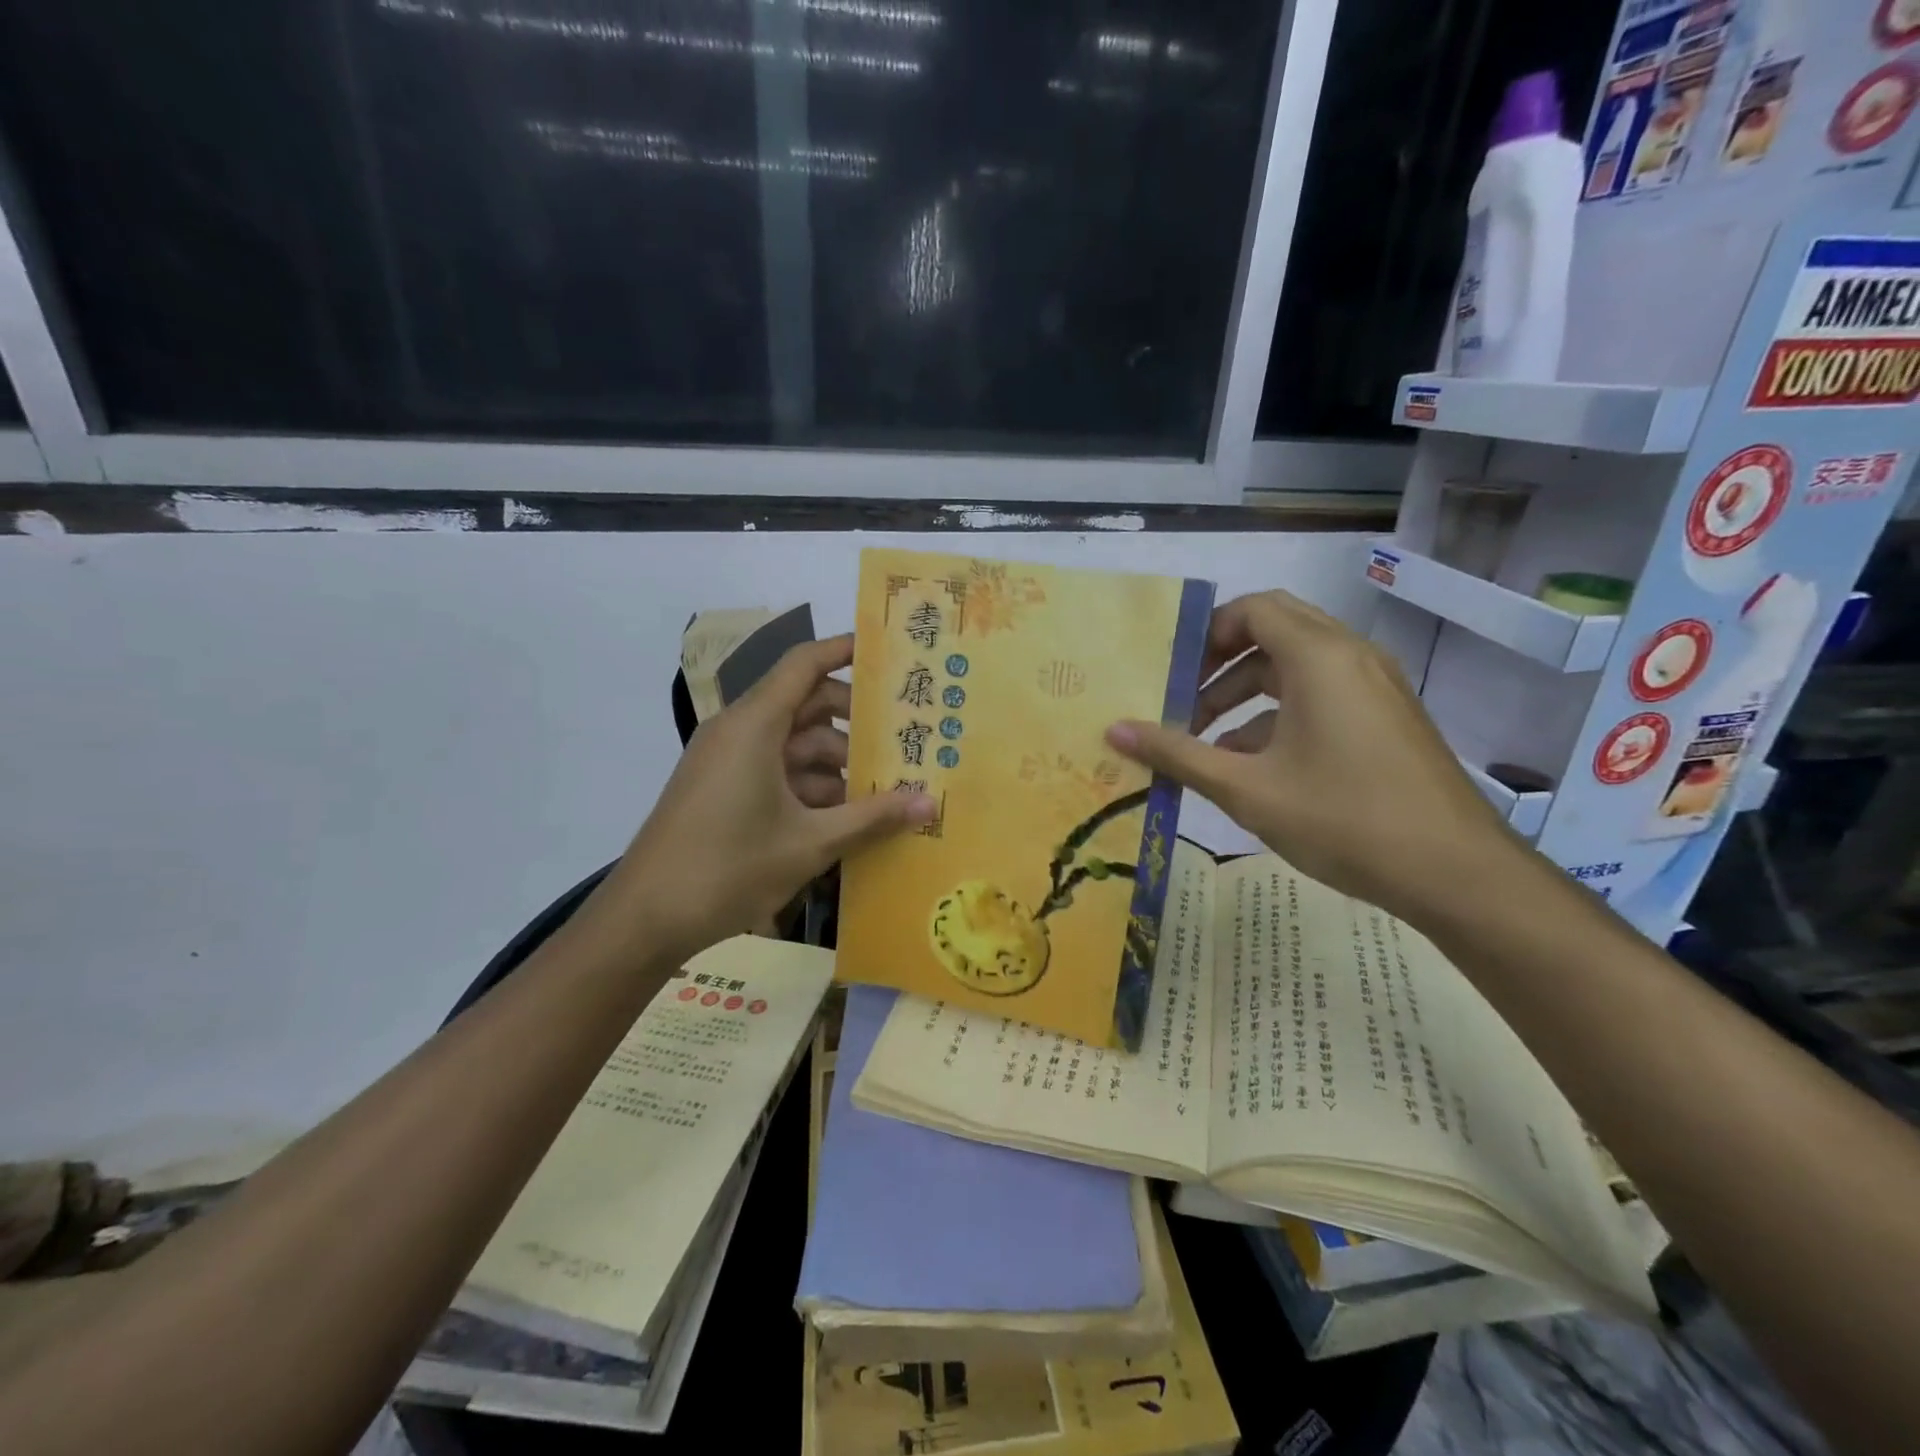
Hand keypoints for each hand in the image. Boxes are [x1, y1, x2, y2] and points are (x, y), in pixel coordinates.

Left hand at [597, 636, 935, 958]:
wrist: (645, 919)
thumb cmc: (728, 869)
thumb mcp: (810, 843)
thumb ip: (872, 818)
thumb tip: (931, 803)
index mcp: (754, 725)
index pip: (804, 664)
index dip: (845, 651)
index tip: (889, 654)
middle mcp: (739, 732)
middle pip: (806, 706)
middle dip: (855, 723)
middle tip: (906, 738)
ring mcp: (728, 762)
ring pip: (794, 745)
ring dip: (837, 764)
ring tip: (886, 789)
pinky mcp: (723, 790)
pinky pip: (776, 771)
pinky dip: (810, 786)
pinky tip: (846, 817)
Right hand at [1106, 590, 1519, 923]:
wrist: (1455, 872)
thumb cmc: (1343, 819)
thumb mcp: (1246, 789)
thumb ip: (1177, 754)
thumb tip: (1114, 730)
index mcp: (1319, 658)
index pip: (1253, 609)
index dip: (1206, 633)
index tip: (1172, 673)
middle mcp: (1351, 656)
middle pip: (1275, 628)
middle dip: (1222, 659)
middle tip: (1183, 695)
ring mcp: (1375, 686)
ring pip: (1297, 664)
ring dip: (1246, 690)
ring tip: (1205, 737)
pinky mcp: (1386, 716)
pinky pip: (1321, 692)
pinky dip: (1279, 711)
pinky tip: (1251, 762)